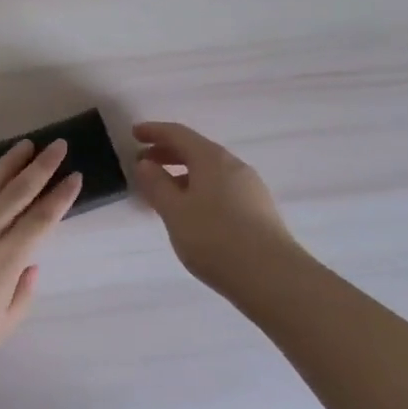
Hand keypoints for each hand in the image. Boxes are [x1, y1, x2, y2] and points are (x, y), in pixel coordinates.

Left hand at [0, 139, 80, 389]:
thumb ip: (22, 294)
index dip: (61, 197)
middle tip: (57, 144)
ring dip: (7, 163)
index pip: (41, 220)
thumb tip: (31, 264)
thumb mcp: (1, 328)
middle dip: (41, 167)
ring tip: (24, 145)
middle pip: (17, 192)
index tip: (75, 176)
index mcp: (5, 259)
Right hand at [132, 121, 301, 295]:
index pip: (178, 134)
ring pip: (209, 171)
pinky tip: (192, 212)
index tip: (134, 134)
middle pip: (196, 150)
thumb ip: (157, 185)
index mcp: (211, 158)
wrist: (273, 277)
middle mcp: (233, 165)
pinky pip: (221, 188)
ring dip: (183, 174)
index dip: (154, 131)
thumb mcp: (175, 212)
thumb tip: (145, 163)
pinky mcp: (258, 210)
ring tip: (163, 192)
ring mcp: (250, 187)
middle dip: (167, 153)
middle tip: (143, 163)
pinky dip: (199, 189)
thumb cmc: (215, 238)